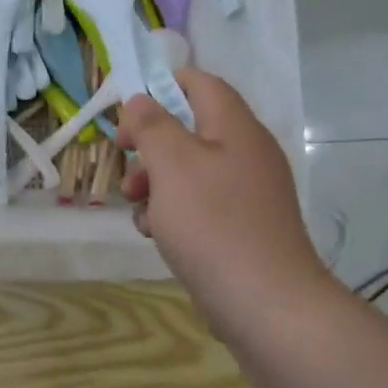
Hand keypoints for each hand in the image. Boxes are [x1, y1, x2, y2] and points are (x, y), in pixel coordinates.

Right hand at [117, 70, 326, 340]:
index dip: (162, 85)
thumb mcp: (172, 165)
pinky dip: (174, 212)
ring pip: (190, 171)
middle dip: (150, 144)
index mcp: (236, 128)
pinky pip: (201, 204)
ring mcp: (248, 193)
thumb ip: (153, 125)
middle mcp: (247, 153)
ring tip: (136, 207)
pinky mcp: (243, 227)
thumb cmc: (213, 223)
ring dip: (155, 181)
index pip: (201, 83)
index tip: (127, 111)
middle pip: (190, 129)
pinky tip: (156, 234)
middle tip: (123, 159)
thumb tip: (141, 99)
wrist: (265, 303)